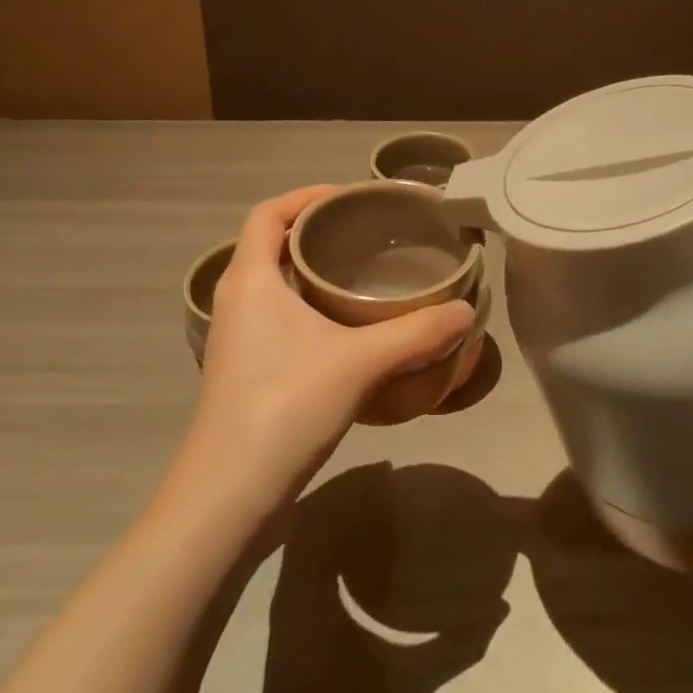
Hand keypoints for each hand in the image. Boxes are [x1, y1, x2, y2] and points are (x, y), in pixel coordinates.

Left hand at [185, 187, 475, 510]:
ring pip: (271, 283)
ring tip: (359, 273)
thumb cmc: (285, 407)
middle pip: (269, 244)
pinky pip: (273, 315)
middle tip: (364, 232)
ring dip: (308, 270)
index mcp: (250, 280)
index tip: (347, 197)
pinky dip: (305, 304)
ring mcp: (235, 338)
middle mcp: (235, 300)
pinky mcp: (242, 370)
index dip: (304, 196)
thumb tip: (466, 312)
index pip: (267, 214)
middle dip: (313, 230)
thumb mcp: (360, 363)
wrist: (226, 497)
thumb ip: (416, 333)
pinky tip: (344, 328)